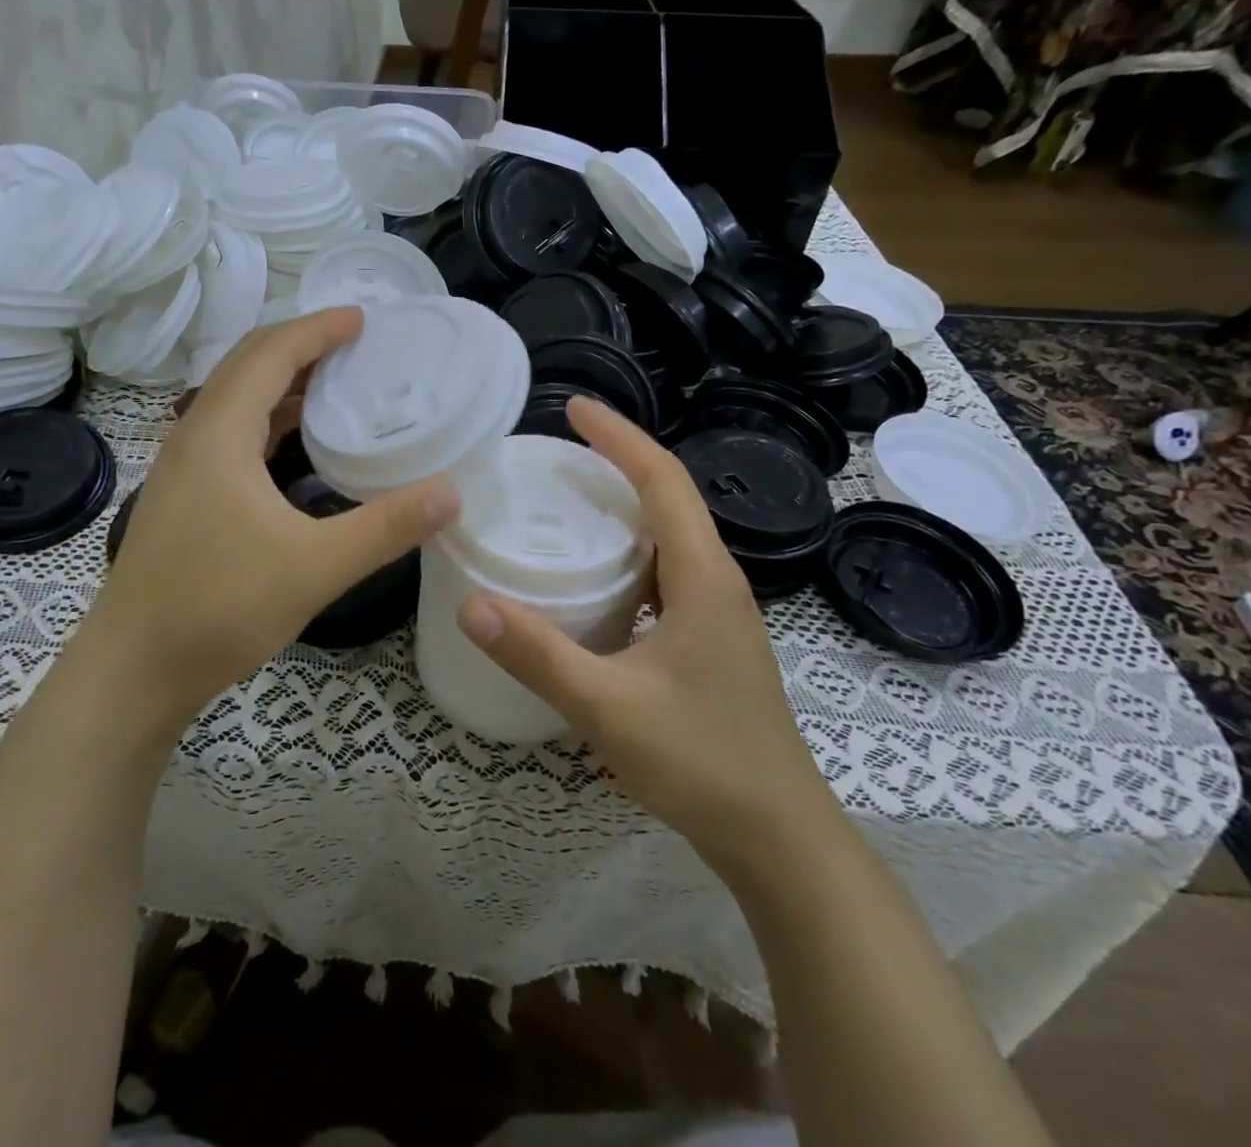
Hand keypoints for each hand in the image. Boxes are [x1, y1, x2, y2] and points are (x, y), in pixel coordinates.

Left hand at [72, 307, 459, 737]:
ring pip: (236, 399)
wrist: (133, 670)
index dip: (318, 329)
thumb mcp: (315, 566)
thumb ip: (386, 527)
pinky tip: (297, 443)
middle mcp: (194, 435)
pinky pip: (231, 433)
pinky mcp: (184, 495)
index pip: (272, 354)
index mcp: (219, 433)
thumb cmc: (219, 608)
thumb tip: (451, 494)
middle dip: (301, 345)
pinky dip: (269, 419)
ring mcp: (183, 466)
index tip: (364, 318)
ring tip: (336, 382)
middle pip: (248, 365)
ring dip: (283, 381)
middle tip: (355, 344)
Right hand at [455, 397, 832, 845]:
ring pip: (670, 538)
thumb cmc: (703, 763)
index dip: (620, 438)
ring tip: (569, 502)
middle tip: (557, 455)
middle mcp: (716, 582)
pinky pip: (667, 574)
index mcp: (702, 577)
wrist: (780, 840)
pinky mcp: (711, 642)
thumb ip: (538, 655)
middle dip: (618, 464)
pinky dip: (630, 554)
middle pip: (669, 499)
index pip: (663, 481)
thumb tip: (471, 604)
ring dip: (626, 509)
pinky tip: (596, 578)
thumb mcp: (609, 708)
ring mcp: (718, 614)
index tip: (575, 409)